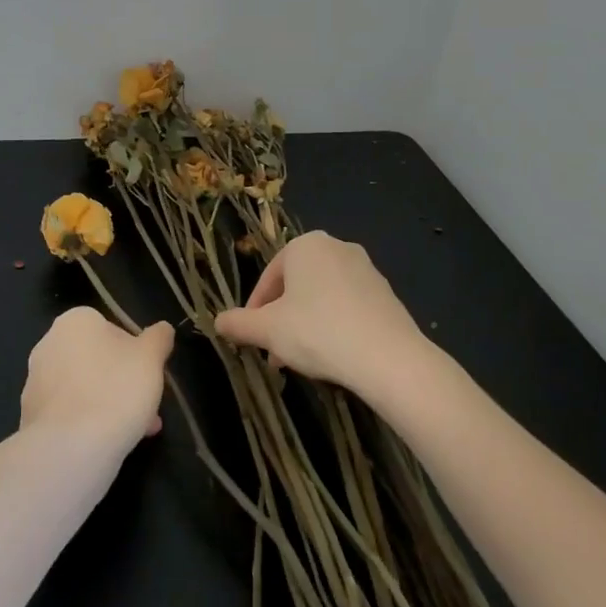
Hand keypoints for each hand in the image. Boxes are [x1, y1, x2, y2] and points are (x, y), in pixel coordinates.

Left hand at [19, 307, 172, 452]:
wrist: (70, 447)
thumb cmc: (116, 389)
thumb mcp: (151, 358)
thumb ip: (158, 338)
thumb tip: (162, 329)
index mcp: (76, 320)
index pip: (113, 330)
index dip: (136, 355)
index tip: (150, 378)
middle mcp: (49, 343)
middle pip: (97, 360)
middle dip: (123, 383)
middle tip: (147, 408)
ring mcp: (35, 380)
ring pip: (84, 388)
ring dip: (108, 404)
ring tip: (136, 432)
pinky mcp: (29, 414)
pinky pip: (68, 413)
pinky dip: (86, 423)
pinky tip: (107, 444)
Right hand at [214, 231, 426, 394]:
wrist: (388, 357)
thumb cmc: (318, 332)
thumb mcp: (268, 330)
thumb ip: (239, 324)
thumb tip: (216, 321)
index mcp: (305, 245)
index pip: (269, 277)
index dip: (255, 310)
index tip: (251, 338)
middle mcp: (336, 247)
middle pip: (296, 286)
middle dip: (281, 320)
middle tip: (274, 353)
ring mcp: (366, 269)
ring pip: (322, 297)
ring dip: (305, 325)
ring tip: (300, 361)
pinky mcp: (386, 293)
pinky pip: (348, 306)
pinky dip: (334, 326)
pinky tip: (332, 356)